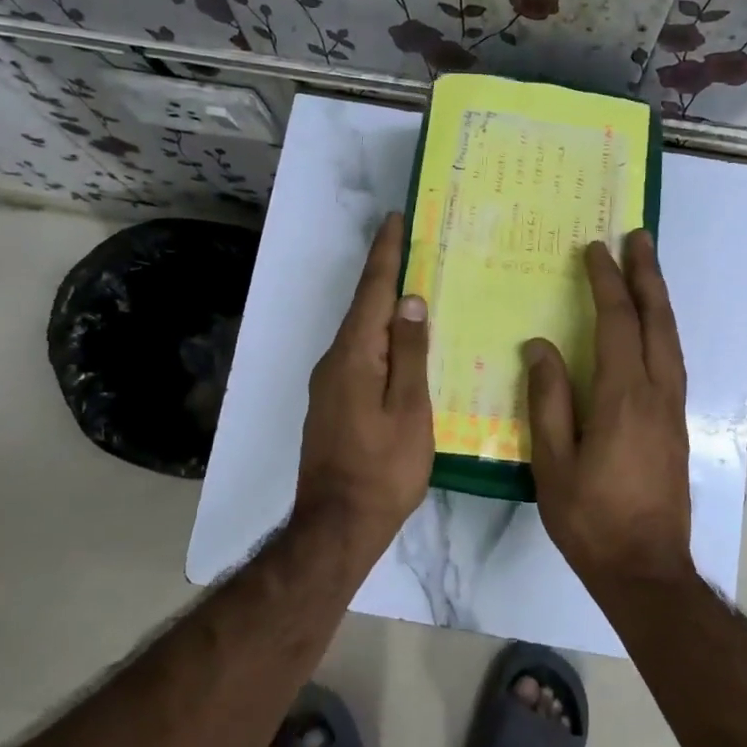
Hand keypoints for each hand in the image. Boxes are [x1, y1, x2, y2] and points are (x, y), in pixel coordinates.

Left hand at [294, 212, 433, 545]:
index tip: (395, 220)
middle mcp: (334, 362)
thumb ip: (411, 354)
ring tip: (417, 294)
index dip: (385, 255)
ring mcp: (328, 386)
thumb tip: (411, 302)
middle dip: (387, 277)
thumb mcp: (409, 410)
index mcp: (354, 356)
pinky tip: (402, 349)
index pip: (373, 292)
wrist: (337, 526)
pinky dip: (381, 342)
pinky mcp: (332, 405)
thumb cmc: (383, 469)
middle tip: (416, 250)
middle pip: (364, 310)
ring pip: (362, 336)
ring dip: (386, 311)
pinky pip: (360, 359)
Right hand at [525, 229, 693, 585]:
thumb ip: (548, 402)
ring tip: (648, 268)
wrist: (646, 569)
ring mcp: (673, 409)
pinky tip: (652, 329)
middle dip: (647, 275)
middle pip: (658, 320)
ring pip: (672, 339)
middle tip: (639, 237)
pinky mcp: (677, 426)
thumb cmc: (591, 520)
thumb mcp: (553, 464)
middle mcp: (657, 393)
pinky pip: (673, 361)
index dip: (606, 283)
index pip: (618, 323)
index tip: (594, 249)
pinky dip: (663, 330)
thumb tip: (541, 348)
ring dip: (659, 299)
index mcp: (623, 398)